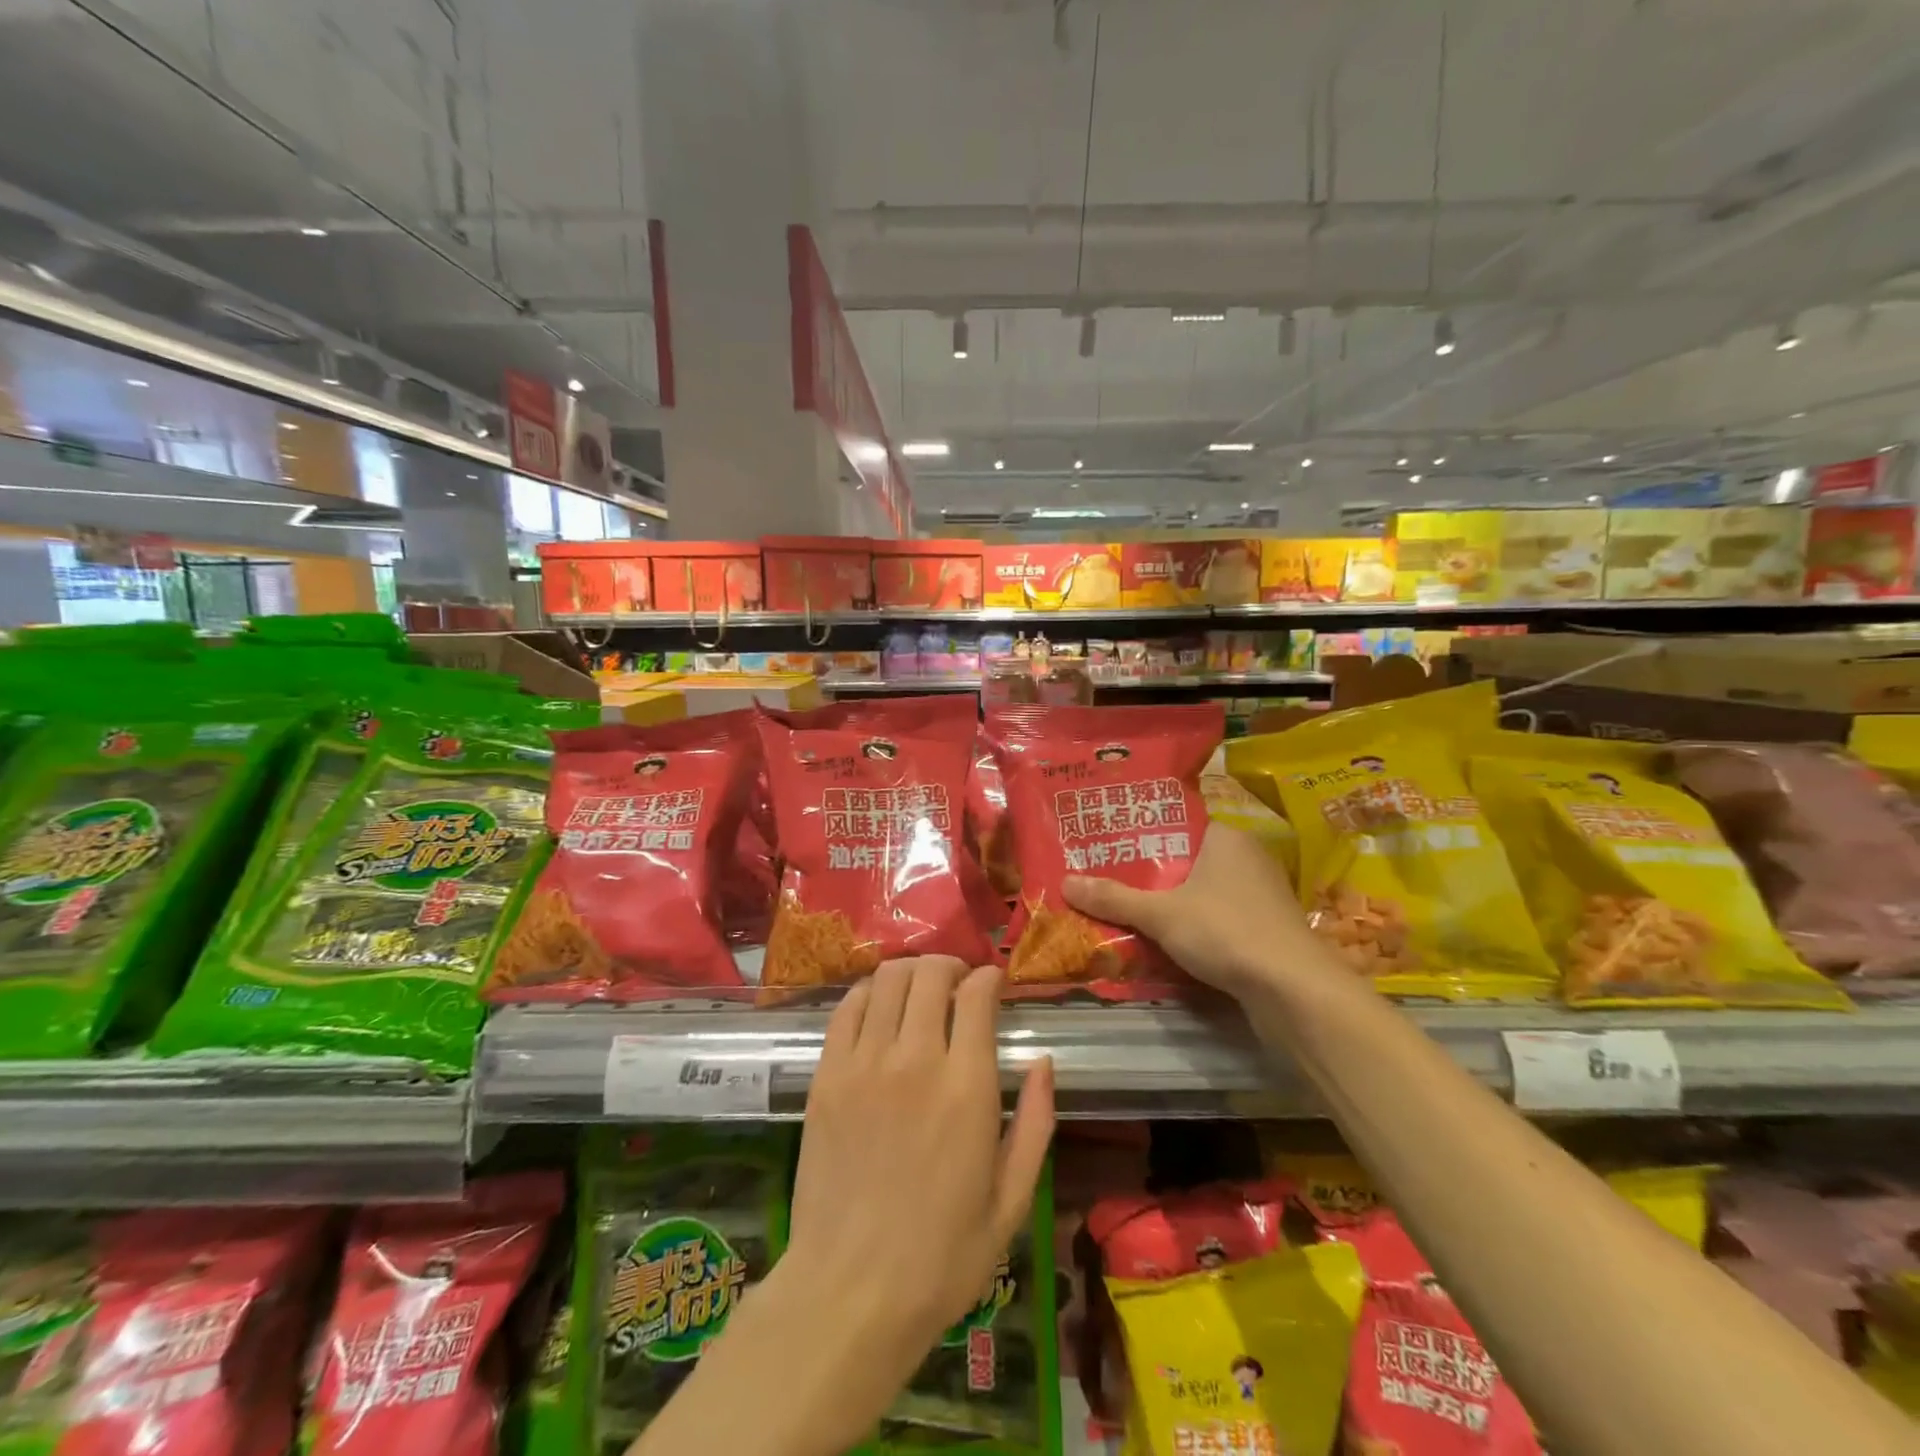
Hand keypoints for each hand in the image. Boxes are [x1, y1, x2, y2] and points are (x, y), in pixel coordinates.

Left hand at [782, 957, 1054, 1407]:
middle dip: (951, 966)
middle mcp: (915, 1060)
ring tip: (921, 991)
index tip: (993, 986)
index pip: (976, 994)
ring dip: (911, 972)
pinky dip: (868, 992)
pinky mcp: (826, 1075)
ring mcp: (863, 1064)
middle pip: (930, 973)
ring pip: (888, 979)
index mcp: (966, 1088)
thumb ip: (1035, 1122)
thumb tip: (1043, 1060)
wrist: (850, 1294)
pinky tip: (880, 1008)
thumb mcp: (1012, 1201)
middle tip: (958, 984)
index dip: (988, 978)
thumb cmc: (942, 1257)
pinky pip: (847, 1007)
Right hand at [1062, 823, 1317, 999]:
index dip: (1139, 835)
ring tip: (1125, 910)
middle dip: (1149, 875)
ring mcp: (1260, 895)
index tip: (1105, 846)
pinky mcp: (1265, 929)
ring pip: (1201, 893)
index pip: (1175, 825)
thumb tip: (1065, 883)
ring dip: (1169, 905)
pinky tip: (1164, 941)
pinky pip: (1217, 918)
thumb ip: (1114, 898)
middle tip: (1105, 881)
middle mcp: (1246, 858)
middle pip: (1185, 861)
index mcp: (1225, 837)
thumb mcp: (1160, 914)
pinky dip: (1192, 927)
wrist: (1294, 991)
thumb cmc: (1226, 931)